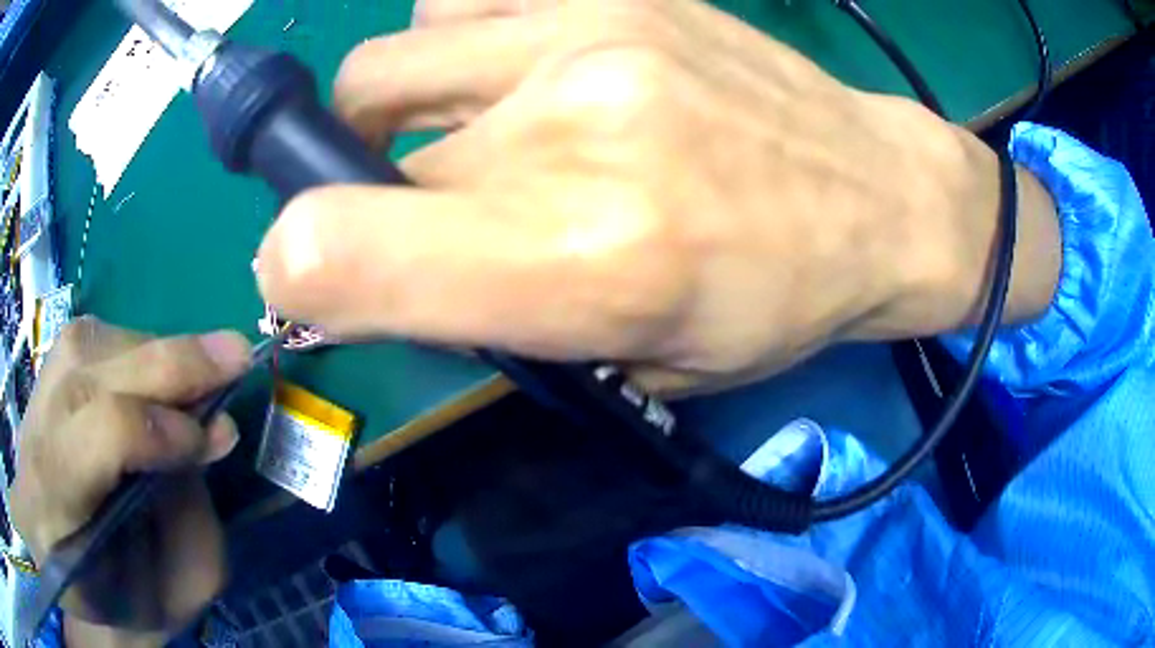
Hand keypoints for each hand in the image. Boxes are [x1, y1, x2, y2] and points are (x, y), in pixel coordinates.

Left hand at [10, 318, 250, 634]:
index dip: (161, 429)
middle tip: (237, 356)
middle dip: (170, 363)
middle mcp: (37, 429)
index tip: (219, 437)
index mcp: (58, 500)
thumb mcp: (169, 593)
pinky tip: (154, 376)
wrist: (62, 566)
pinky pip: (94, 339)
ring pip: (96, 344)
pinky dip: (136, 349)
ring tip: (198, 374)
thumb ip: (190, 520)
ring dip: (156, 353)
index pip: (101, 433)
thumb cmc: (118, 598)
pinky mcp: (46, 373)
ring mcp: (37, 391)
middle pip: (96, 373)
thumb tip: (210, 431)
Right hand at [256, 0, 1058, 394]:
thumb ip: (487, 321)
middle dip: (369, 205)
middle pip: (361, 161)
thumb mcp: (640, 364)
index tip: (305, 282)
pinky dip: (450, 49)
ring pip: (388, 69)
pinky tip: (512, 73)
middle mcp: (568, 132)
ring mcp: (589, 36)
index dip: (292, 273)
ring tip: (473, 139)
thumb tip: (368, 279)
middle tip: (437, 220)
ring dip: (395, 118)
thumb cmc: (777, 299)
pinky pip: (455, 7)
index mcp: (579, 264)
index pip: (331, 253)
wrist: (879, 199)